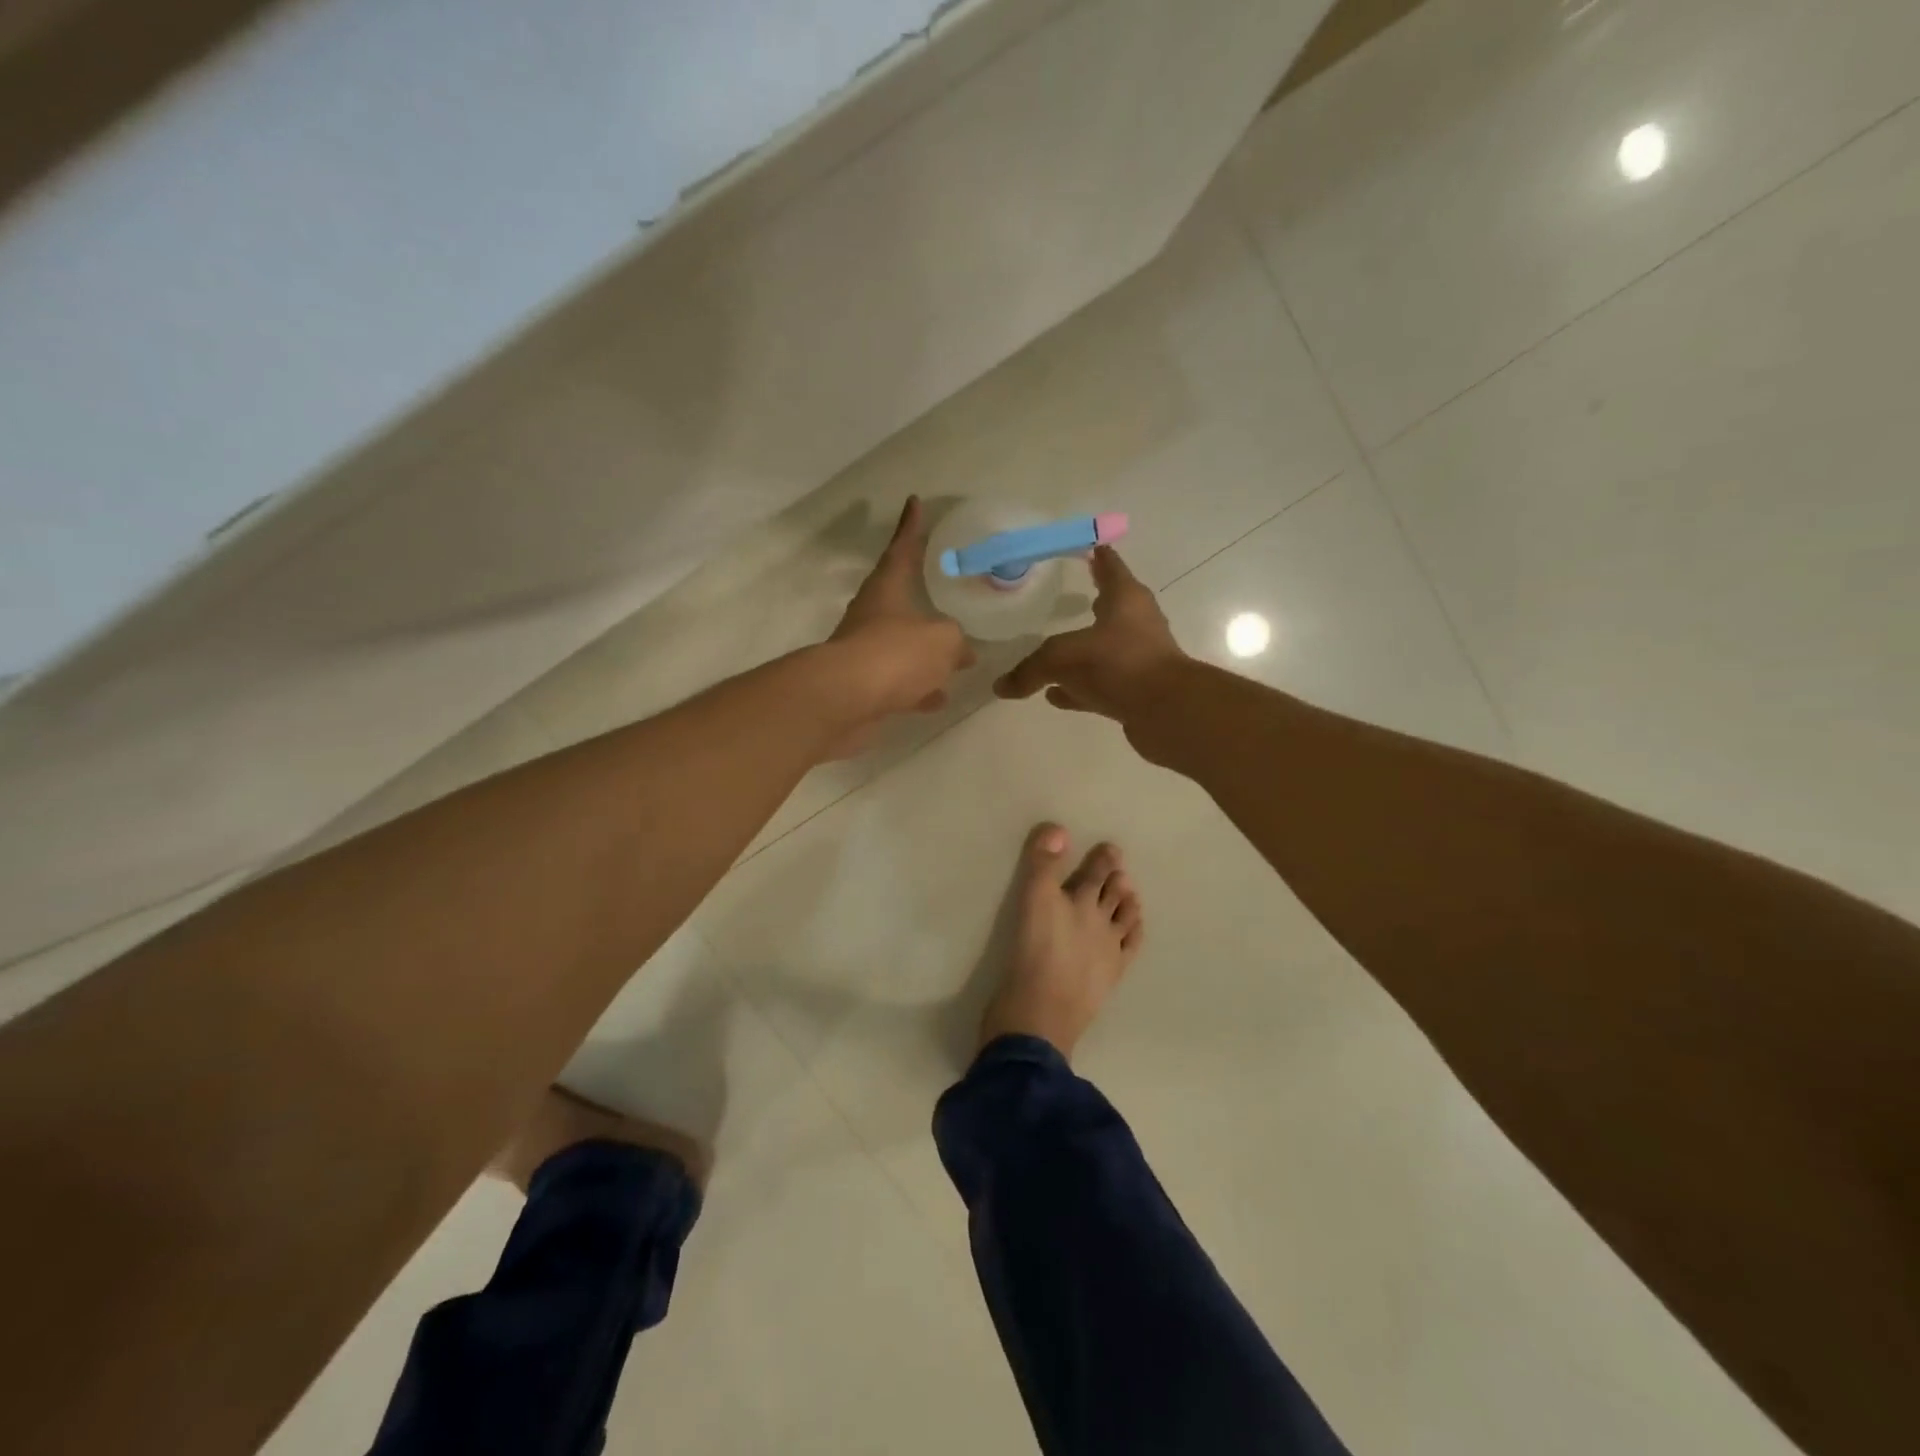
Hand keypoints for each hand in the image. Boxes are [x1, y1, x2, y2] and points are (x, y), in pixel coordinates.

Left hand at [822, 496, 974, 754]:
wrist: (846, 700)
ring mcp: (865, 653)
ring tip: (955, 659)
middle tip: (946, 596)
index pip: (901, 549)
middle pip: (899, 600)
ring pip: (901, 646)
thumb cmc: (896, 654)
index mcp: (887, 590)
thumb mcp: (943, 640)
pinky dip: (918, 686)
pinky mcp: (864, 687)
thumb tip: (962, 654)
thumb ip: (956, 642)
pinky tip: (938, 697)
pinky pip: (899, 681)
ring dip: (925, 653)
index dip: (910, 527)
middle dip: (923, 600)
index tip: (914, 502)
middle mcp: (872, 616)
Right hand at [993, 547, 1185, 725]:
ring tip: (1053, 651)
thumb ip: (1030, 669)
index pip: (1110, 566)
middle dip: (1092, 601)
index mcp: (1125, 600)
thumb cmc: (1117, 664)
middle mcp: (1136, 624)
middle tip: (1066, 595)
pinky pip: (1099, 683)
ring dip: (1082, 651)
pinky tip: (1057, 694)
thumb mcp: (1062, 658)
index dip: (1098, 556)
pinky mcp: (1136, 690)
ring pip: (1103, 649)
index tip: (1089, 546)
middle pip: (1110, 607)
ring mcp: (1138, 658)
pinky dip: (1078, 687)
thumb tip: (1001, 687)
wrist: (1166, 711)